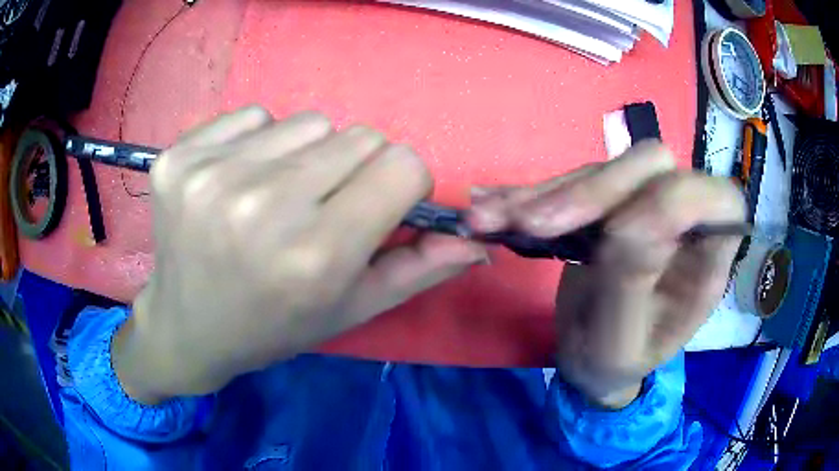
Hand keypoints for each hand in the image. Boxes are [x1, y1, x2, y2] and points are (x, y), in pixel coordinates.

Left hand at [114, 107, 486, 403]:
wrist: (187, 328)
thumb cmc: (273, 327)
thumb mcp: (350, 310)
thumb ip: (419, 270)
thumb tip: (475, 240)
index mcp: (316, 255)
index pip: (402, 165)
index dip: (399, 184)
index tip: (374, 205)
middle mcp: (263, 207)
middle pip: (359, 136)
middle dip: (353, 170)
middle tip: (317, 209)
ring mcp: (211, 176)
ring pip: (307, 121)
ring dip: (305, 155)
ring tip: (273, 199)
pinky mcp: (179, 158)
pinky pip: (252, 117)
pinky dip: (256, 144)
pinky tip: (233, 185)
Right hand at [470, 141, 744, 408]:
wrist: (589, 361)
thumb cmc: (614, 362)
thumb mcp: (620, 342)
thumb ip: (633, 284)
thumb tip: (632, 221)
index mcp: (707, 261)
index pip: (720, 201)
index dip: (678, 199)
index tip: (619, 233)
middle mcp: (683, 222)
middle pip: (653, 166)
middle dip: (594, 190)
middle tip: (532, 224)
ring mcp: (642, 205)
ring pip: (605, 168)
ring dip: (548, 192)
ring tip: (491, 219)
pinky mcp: (607, 205)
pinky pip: (573, 182)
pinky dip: (530, 194)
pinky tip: (492, 206)